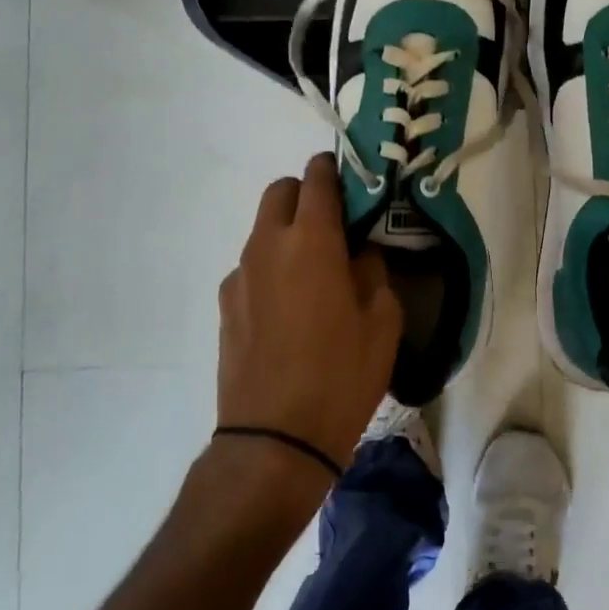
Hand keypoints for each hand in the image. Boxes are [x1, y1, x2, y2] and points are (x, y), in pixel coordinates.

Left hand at [216, 153, 402, 482]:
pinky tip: (288, 309)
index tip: (353, 181)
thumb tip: (359, 254)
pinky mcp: (225, 304)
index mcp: (312, 240)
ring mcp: (240, 274)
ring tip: (314, 273)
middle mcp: (269, 245)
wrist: (274, 439)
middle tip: (335, 226)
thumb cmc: (341, 376)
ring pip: (264, 228)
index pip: (318, 178)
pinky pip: (252, 266)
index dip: (336, 170)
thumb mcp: (382, 322)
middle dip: (307, 194)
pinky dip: (272, 268)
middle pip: (281, 191)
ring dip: (289, 232)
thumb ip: (372, 272)